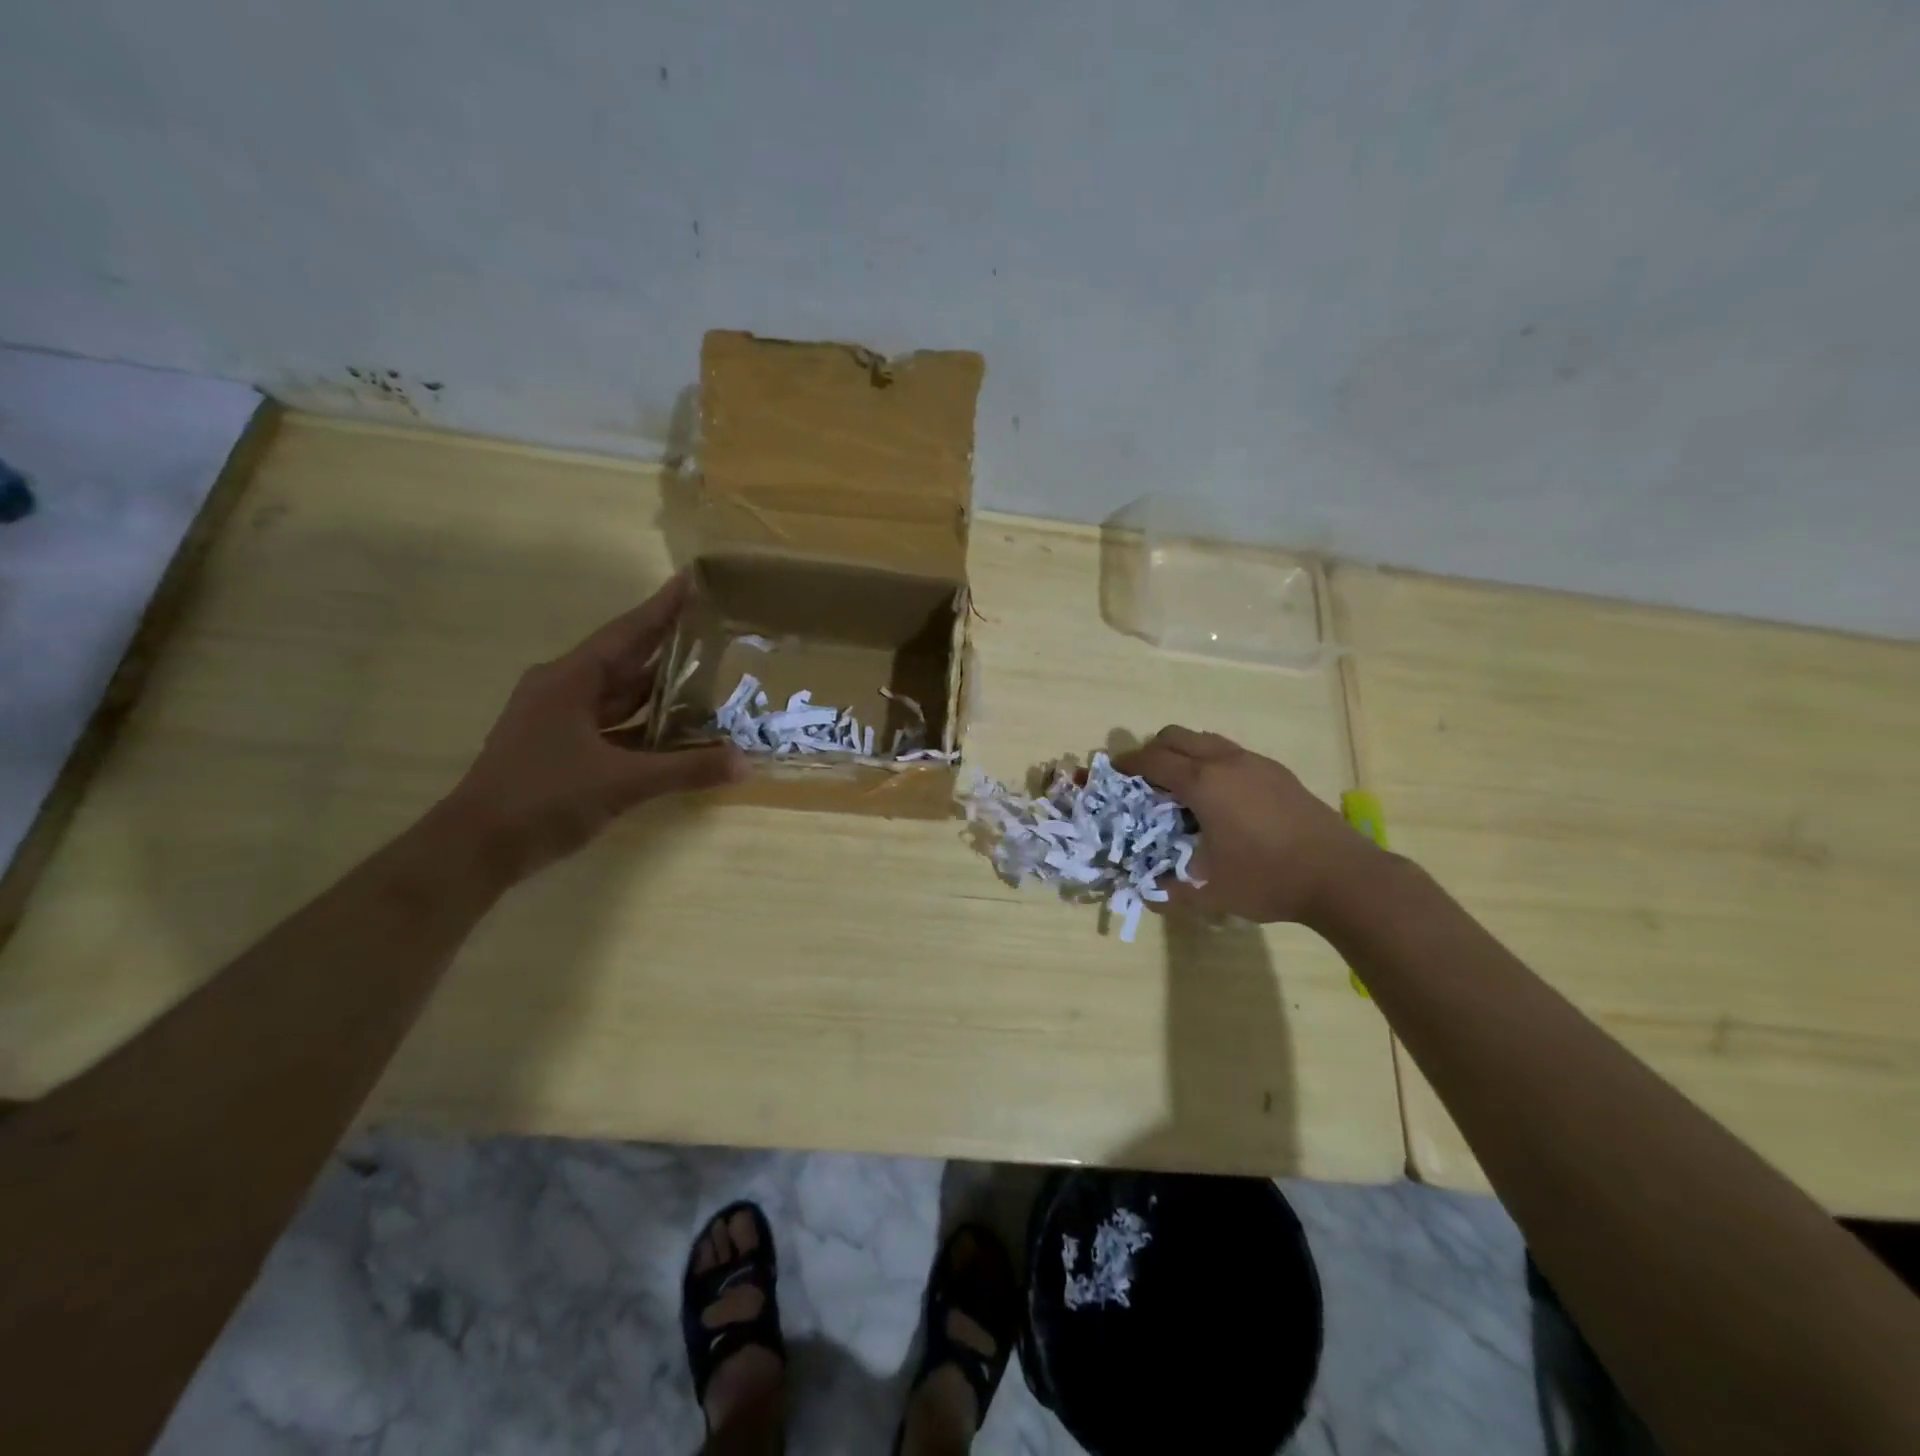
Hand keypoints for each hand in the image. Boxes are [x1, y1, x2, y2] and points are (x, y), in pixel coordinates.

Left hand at [438, 574, 744, 878]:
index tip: (691, 581)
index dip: (661, 608)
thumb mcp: (622, 782)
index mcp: (569, 680)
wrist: (477, 847)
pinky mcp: (560, 746)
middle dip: (667, 644)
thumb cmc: (544, 799)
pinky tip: (676, 727)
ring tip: (706, 673)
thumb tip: (745, 762)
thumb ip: (686, 769)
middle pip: (625, 659)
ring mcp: (558, 719)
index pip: (626, 633)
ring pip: (618, 694)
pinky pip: (612, 723)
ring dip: (657, 687)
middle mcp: (562, 689)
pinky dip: (643, 723)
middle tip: (712, 627)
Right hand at [1114, 726, 1385, 924]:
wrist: (1342, 876)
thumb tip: (1146, 893)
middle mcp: (1226, 762)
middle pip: (1176, 736)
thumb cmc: (1267, 879)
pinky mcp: (1278, 772)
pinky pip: (1231, 753)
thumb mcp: (1210, 892)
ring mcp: (1255, 763)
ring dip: (1185, 754)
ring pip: (1206, 740)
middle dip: (1153, 751)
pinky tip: (1220, 798)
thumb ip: (1170, 892)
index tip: (1113, 772)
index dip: (1128, 763)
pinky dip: (1212, 762)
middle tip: (1144, 779)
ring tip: (1180, 787)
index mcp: (1203, 784)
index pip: (1153, 760)